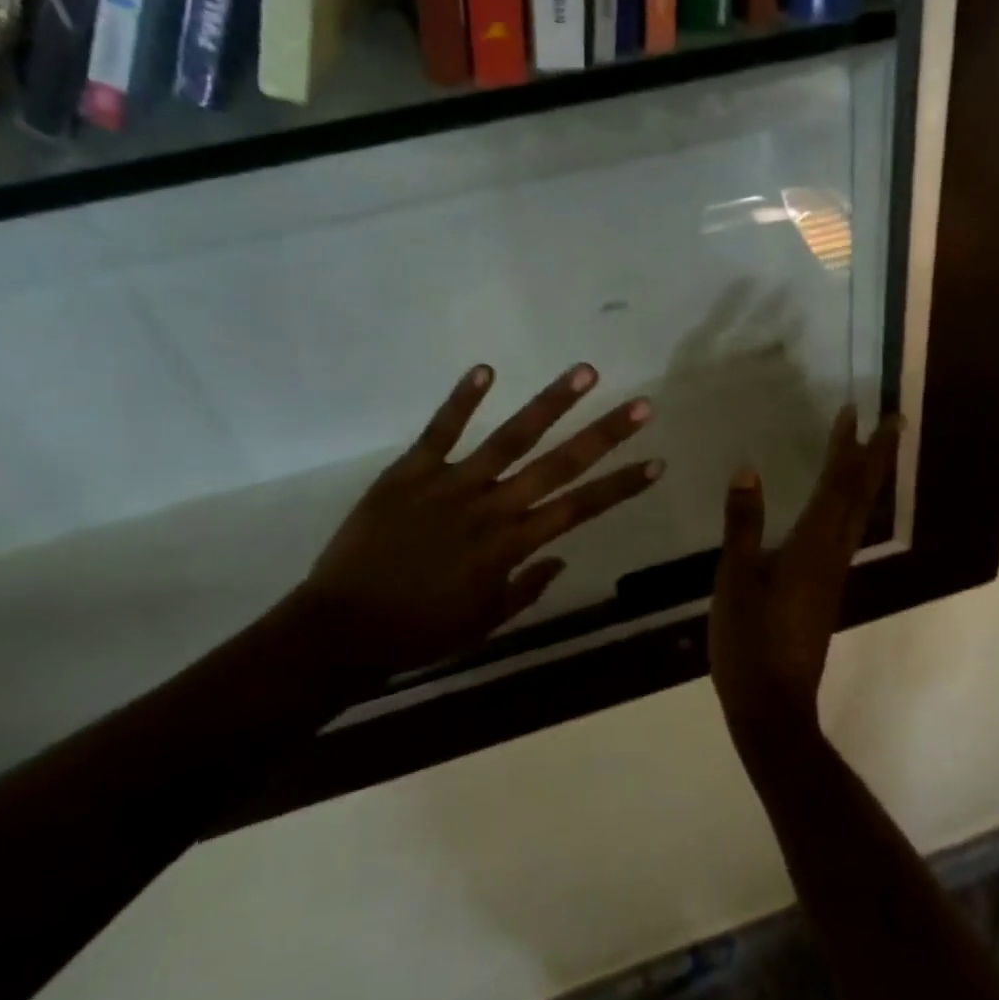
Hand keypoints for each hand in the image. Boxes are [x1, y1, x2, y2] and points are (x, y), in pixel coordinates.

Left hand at [292, 363, 662, 682]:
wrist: (342, 629)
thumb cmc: (420, 631)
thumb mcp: (483, 622)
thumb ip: (526, 589)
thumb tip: (560, 559)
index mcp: (511, 545)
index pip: (580, 508)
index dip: (621, 485)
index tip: (656, 462)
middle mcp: (493, 507)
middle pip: (559, 465)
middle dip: (605, 435)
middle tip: (641, 405)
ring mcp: (452, 484)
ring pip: (511, 437)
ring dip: (550, 403)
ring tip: (584, 372)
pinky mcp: (410, 472)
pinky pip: (440, 430)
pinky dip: (462, 399)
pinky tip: (486, 368)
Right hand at [709, 407, 900, 751]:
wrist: (772, 708)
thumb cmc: (749, 640)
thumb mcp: (735, 578)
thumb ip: (743, 524)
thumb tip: (748, 470)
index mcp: (812, 546)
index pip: (837, 485)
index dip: (848, 447)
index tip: (858, 411)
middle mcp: (833, 555)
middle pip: (863, 497)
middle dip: (879, 457)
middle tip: (895, 420)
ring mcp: (833, 575)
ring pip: (859, 515)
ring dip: (869, 479)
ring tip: (873, 452)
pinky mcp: (825, 592)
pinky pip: (845, 533)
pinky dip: (850, 505)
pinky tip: (838, 506)